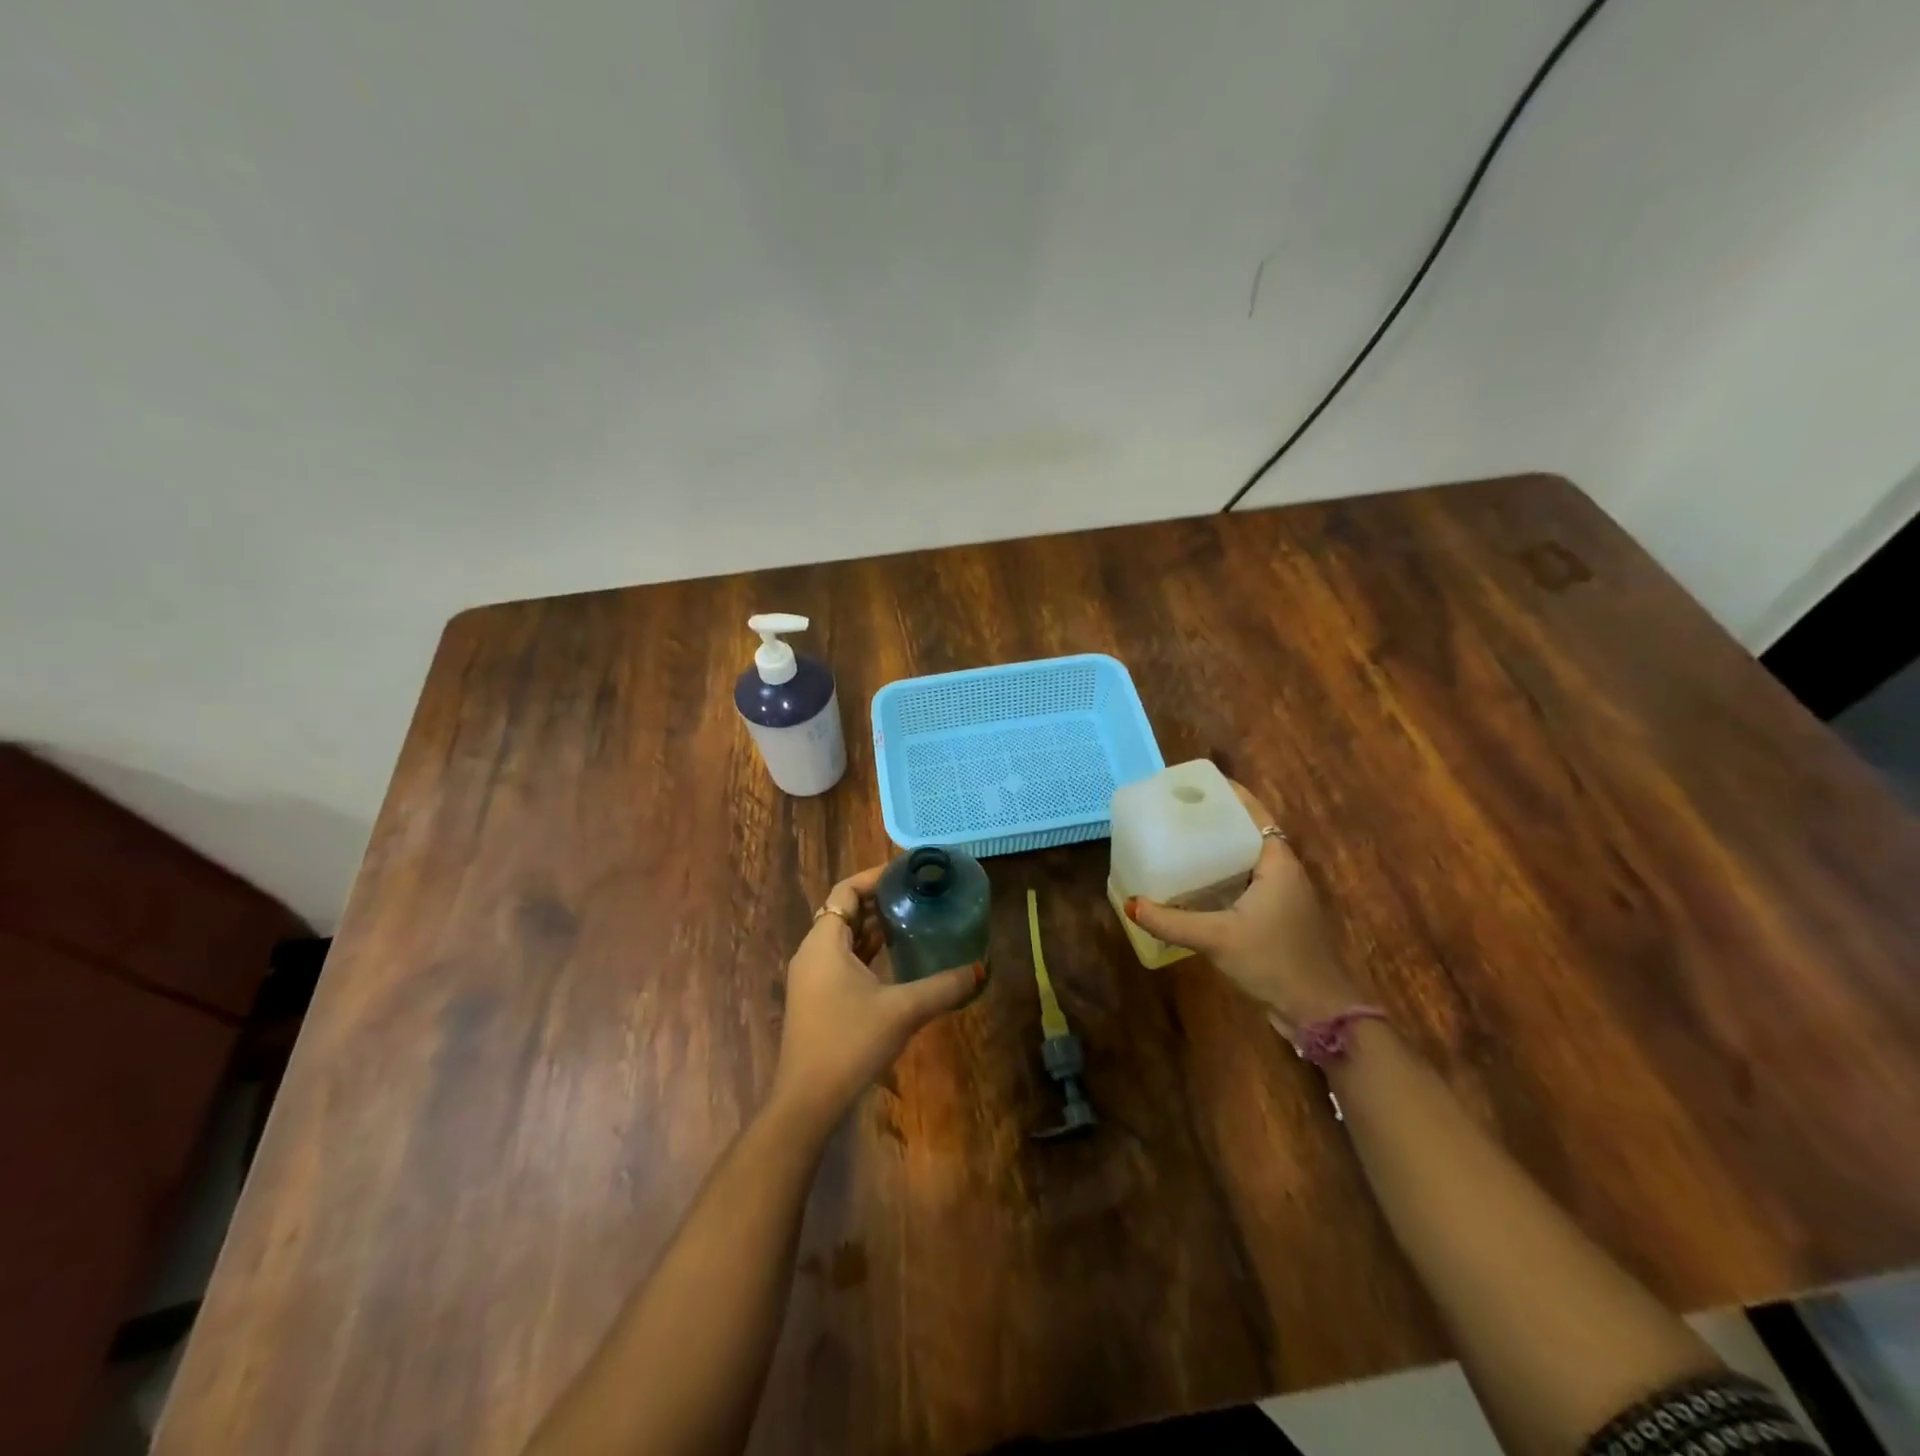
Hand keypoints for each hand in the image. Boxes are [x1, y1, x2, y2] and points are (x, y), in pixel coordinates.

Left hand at [770, 864, 983, 1129]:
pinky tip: (896, 957)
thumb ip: (944, 986)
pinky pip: (842, 959)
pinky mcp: (817, 999)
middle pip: (844, 911)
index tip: (907, 871)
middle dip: (879, 900)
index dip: (875, 876)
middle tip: (917, 893)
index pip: (846, 890)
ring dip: (873, 926)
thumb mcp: (903, 1010)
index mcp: (824, 942)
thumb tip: (982, 968)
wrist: (807, 1101)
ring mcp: (812, 977)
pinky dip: (867, 951)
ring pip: (843, 937)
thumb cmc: (849, 1043)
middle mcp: (813, 952)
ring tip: (912, 918)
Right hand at [1125, 784, 1358, 1031]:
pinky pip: (1245, 881)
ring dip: (1218, 848)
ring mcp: (1282, 895)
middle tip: (1175, 810)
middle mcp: (1283, 871)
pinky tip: (1193, 882)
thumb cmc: (1274, 962)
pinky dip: (1222, 874)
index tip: (1194, 784)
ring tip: (1178, 839)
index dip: (1228, 794)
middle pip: (1247, 832)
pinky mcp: (1276, 916)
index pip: (1254, 814)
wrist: (1317, 1012)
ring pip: (1245, 859)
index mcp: (1278, 863)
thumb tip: (1130, 904)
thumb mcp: (1218, 939)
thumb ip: (1172, 921)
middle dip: (1215, 819)